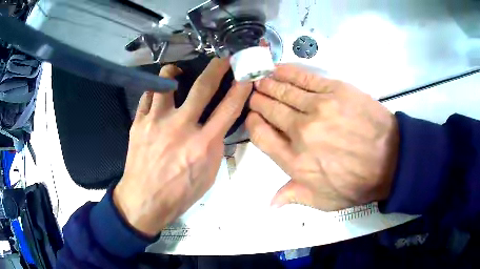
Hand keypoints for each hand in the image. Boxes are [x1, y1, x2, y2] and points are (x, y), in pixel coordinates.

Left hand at [113, 58, 252, 236]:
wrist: (144, 200)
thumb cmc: (180, 193)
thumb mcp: (208, 175)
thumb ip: (214, 147)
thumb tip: (216, 127)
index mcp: (203, 144)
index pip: (229, 108)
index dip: (240, 89)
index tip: (245, 75)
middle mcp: (181, 127)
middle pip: (202, 87)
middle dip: (217, 67)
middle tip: (222, 58)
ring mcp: (156, 122)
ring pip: (166, 82)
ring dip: (174, 72)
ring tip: (177, 73)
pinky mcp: (139, 123)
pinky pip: (147, 96)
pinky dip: (155, 92)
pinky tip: (158, 97)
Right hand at [246, 65, 398, 210]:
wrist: (391, 160)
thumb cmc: (356, 184)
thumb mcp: (322, 201)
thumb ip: (293, 197)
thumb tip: (269, 205)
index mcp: (294, 160)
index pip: (260, 135)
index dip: (252, 123)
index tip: (253, 117)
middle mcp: (301, 131)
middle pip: (269, 109)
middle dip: (258, 100)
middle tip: (255, 93)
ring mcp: (319, 108)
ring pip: (283, 91)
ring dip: (268, 83)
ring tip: (261, 79)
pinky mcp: (335, 90)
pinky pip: (304, 78)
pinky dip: (287, 72)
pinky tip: (276, 69)